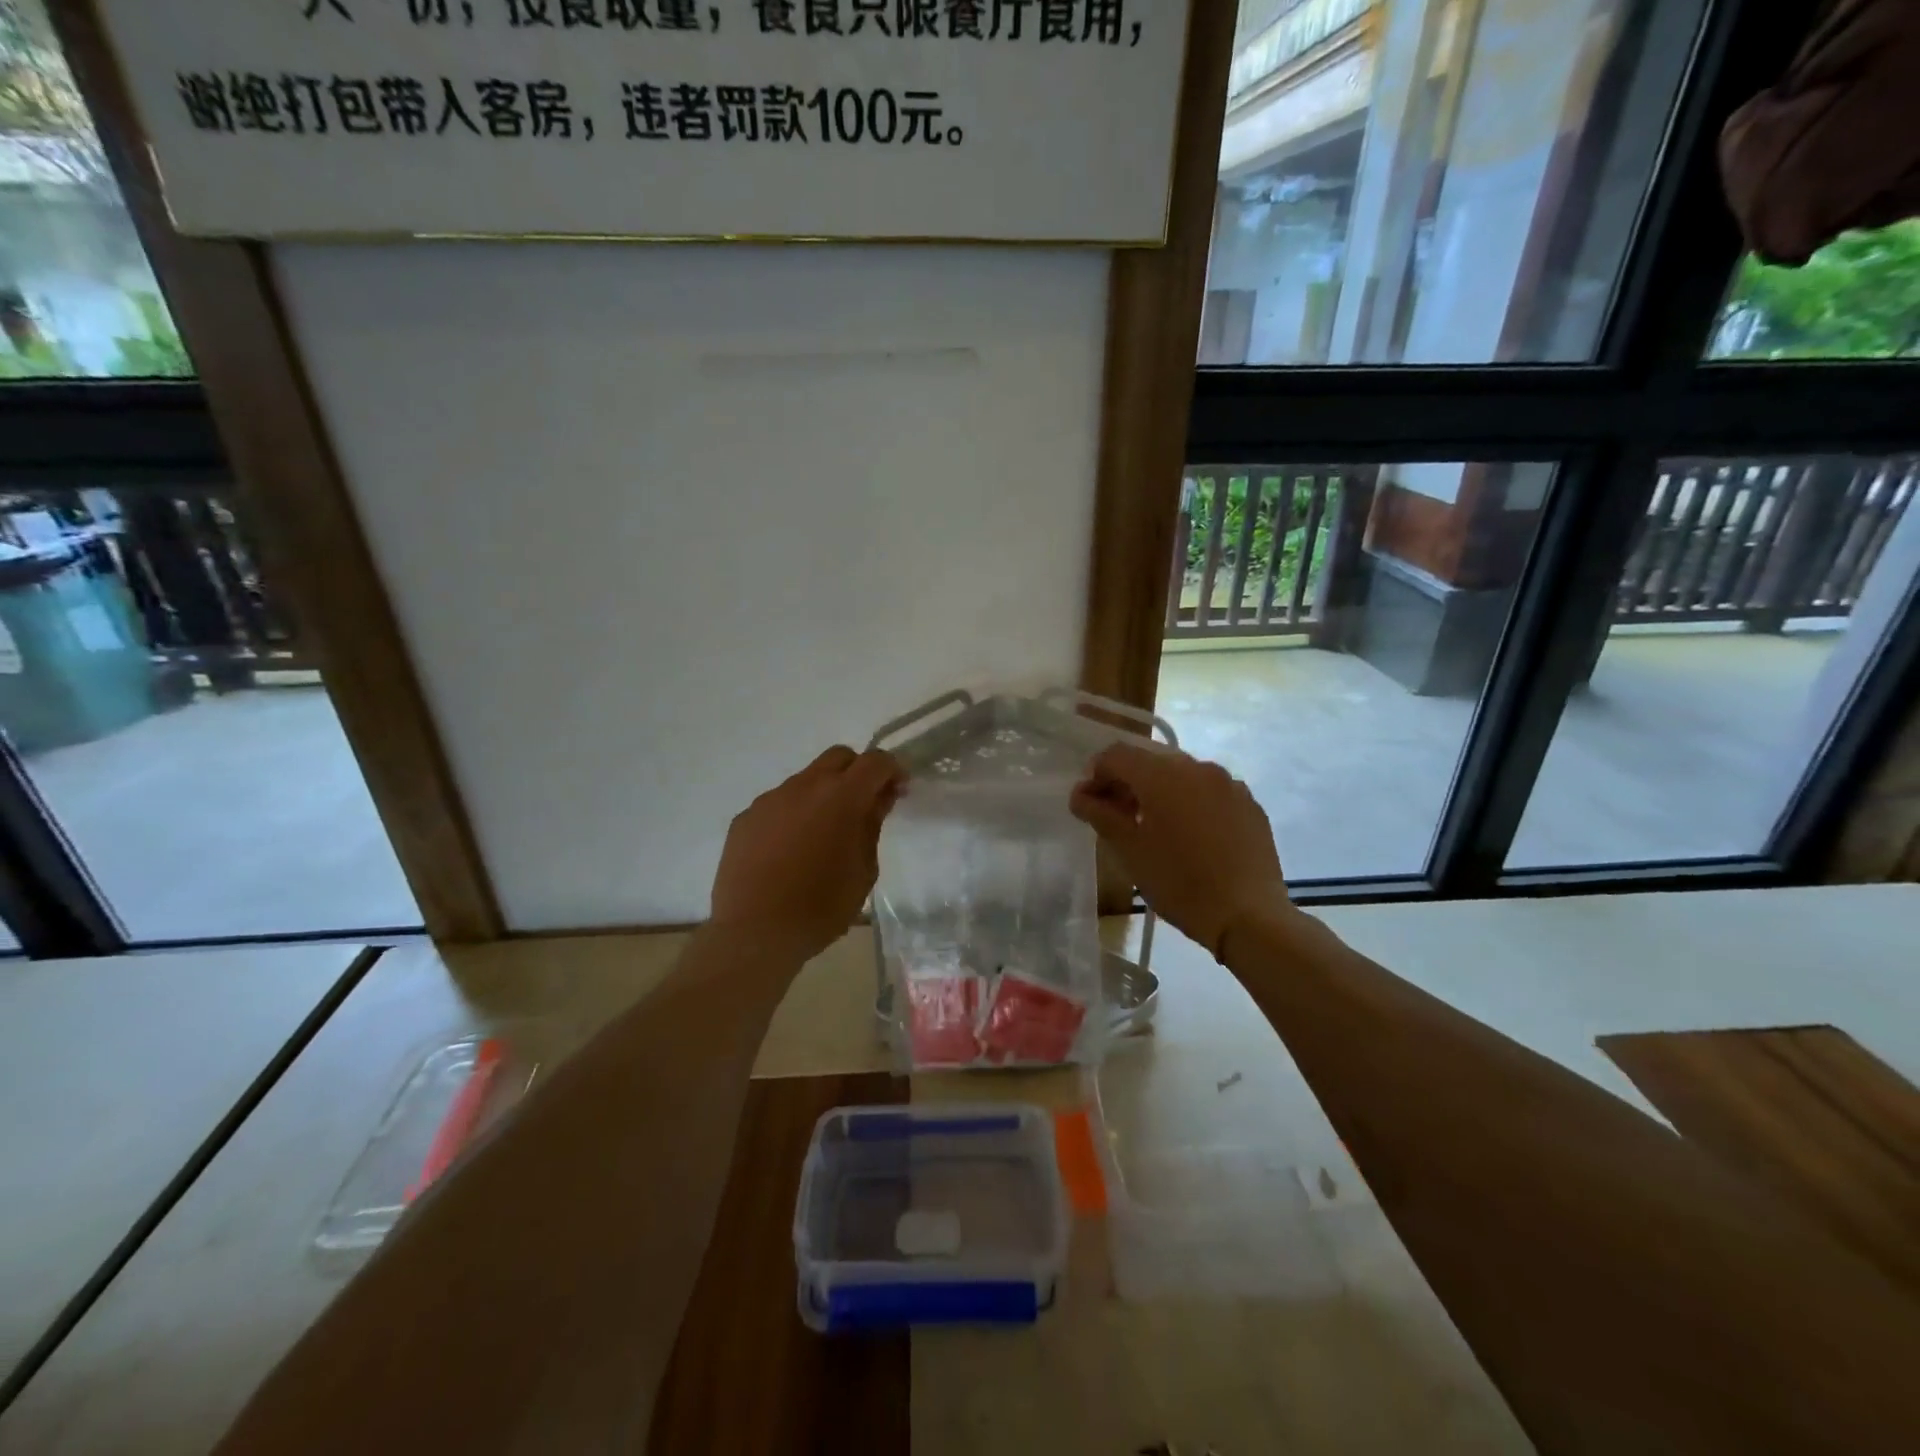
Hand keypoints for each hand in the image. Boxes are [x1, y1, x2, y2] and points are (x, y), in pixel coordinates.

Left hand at [711, 746, 903, 959]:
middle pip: (838, 757)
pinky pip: (778, 804)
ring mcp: (770, 799)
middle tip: (864, 805)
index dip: (892, 770)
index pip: (875, 761)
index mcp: (841, 797)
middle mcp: (804, 786)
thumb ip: (872, 826)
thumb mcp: (864, 871)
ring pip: (806, 780)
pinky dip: (793, 815)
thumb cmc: (821, 907)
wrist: (754, 933)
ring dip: (823, 795)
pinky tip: (790, 851)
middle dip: (858, 772)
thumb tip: (879, 798)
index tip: (898, 791)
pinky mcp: (746, 817)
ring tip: (822, 836)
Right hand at [1070, 743, 1290, 958]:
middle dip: (1128, 783)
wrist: (1248, 916)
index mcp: (1163, 774)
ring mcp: (1229, 784)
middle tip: (1117, 817)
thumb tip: (1080, 795)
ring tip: (1155, 828)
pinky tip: (1191, 837)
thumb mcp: (1129, 851)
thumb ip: (1099, 814)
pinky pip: (1210, 792)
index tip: (1090, 804)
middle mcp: (1198, 767)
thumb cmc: (1179, 883)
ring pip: (1182, 776)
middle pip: (1150, 762)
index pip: (1117, 755)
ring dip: (1160, 792)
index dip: (1096, 775)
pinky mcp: (1250, 804)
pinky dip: (1191, 803)